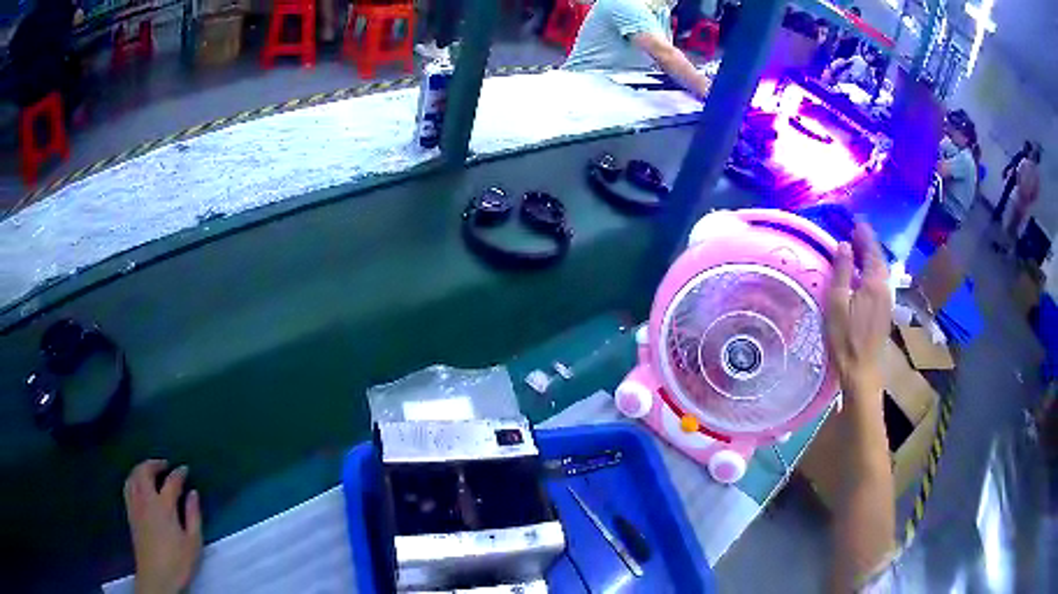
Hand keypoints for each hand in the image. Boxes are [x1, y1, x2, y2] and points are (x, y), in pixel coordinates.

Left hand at [124, 460, 201, 593]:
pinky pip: (128, 487)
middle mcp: (146, 500)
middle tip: (164, 464)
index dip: (179, 473)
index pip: (171, 482)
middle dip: (154, 464)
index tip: (185, 469)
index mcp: (163, 505)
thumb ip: (193, 515)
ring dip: (141, 469)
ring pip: (133, 477)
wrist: (156, 576)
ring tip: (150, 471)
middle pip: (144, 472)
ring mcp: (135, 505)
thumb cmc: (178, 561)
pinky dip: (133, 479)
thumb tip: (193, 493)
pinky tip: (138, 486)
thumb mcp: (193, 542)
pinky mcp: (130, 514)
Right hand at [825, 223, 890, 397]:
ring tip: (858, 249)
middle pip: (878, 258)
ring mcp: (887, 300)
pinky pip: (880, 281)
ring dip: (870, 256)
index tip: (855, 220)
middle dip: (868, 243)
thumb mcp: (837, 303)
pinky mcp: (885, 310)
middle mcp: (885, 287)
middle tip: (855, 232)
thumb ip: (841, 272)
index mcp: (874, 282)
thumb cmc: (845, 338)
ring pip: (881, 270)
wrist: (862, 370)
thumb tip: (843, 245)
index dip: (864, 233)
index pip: (871, 249)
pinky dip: (872, 270)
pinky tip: (863, 274)